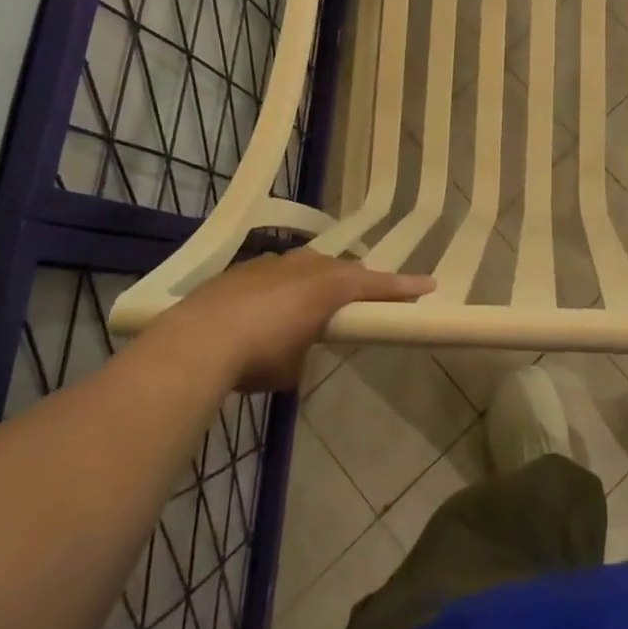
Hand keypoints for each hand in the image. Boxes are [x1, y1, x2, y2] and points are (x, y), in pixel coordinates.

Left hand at [152, 250, 433, 391]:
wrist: (197, 340)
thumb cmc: (260, 354)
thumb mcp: (293, 365)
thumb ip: (305, 349)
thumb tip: (295, 350)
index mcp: (329, 285)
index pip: (376, 284)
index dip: (404, 287)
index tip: (429, 285)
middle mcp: (305, 265)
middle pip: (342, 270)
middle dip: (355, 284)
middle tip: (363, 300)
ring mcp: (271, 263)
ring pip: (306, 268)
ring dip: (314, 284)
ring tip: (310, 307)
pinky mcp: (242, 270)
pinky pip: (275, 275)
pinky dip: (280, 290)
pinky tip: (265, 311)